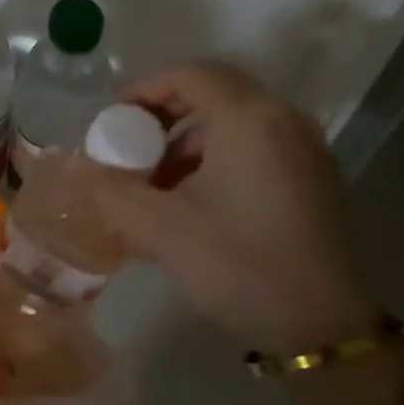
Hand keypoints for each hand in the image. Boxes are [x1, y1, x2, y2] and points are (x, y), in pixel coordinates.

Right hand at [94, 61, 377, 355]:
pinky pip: (256, 141)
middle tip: (132, 145)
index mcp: (250, 119)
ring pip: (235, 118)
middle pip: (214, 90)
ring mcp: (305, 145)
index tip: (114, 120)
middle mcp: (284, 118)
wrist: (324, 329)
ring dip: (189, 138)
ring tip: (158, 182)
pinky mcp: (313, 172)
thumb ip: (112, 190)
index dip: (144, 89)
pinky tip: (195, 197)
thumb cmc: (240, 267)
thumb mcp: (162, 230)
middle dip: (164, 113)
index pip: (189, 74)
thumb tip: (79, 168)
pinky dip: (218, 154)